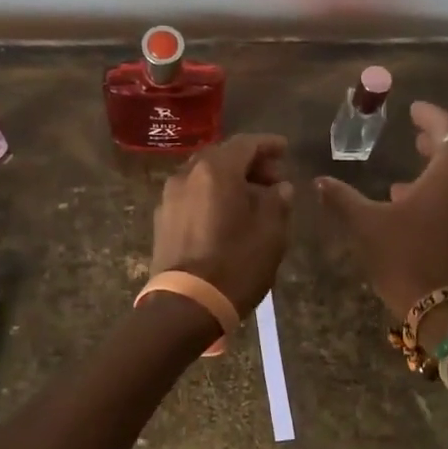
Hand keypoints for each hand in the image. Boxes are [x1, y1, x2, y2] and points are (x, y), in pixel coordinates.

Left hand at [150, 133, 294, 310]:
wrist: (186, 305)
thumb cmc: (235, 264)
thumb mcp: (271, 233)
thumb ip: (278, 202)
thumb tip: (279, 188)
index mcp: (215, 170)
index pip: (245, 144)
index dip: (268, 144)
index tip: (285, 150)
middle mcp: (187, 174)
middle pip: (221, 157)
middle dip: (249, 163)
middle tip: (273, 180)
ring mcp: (169, 197)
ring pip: (204, 176)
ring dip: (229, 180)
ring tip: (252, 200)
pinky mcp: (161, 220)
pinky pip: (192, 195)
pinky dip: (211, 196)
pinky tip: (226, 216)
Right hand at [315, 102, 447, 330]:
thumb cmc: (408, 258)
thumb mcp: (367, 225)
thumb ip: (343, 198)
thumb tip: (318, 181)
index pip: (447, 127)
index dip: (429, 115)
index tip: (413, 109)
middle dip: (439, 140)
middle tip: (416, 136)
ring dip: (443, 169)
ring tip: (411, 174)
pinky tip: (419, 209)